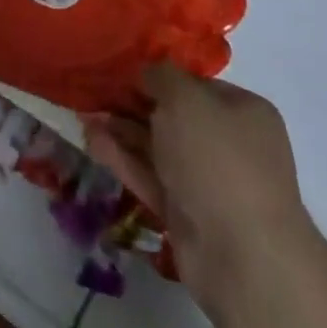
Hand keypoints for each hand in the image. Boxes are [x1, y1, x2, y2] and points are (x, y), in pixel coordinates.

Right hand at [85, 64, 319, 317]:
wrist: (243, 256)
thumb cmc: (217, 160)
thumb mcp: (185, 99)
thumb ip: (161, 76)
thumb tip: (147, 73)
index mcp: (243, 112)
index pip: (194, 84)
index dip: (157, 75)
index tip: (119, 71)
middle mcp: (230, 144)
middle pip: (173, 116)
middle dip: (132, 104)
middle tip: (92, 93)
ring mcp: (208, 182)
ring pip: (157, 148)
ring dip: (121, 131)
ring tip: (83, 116)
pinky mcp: (187, 214)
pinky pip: (151, 178)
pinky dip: (123, 160)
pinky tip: (91, 142)